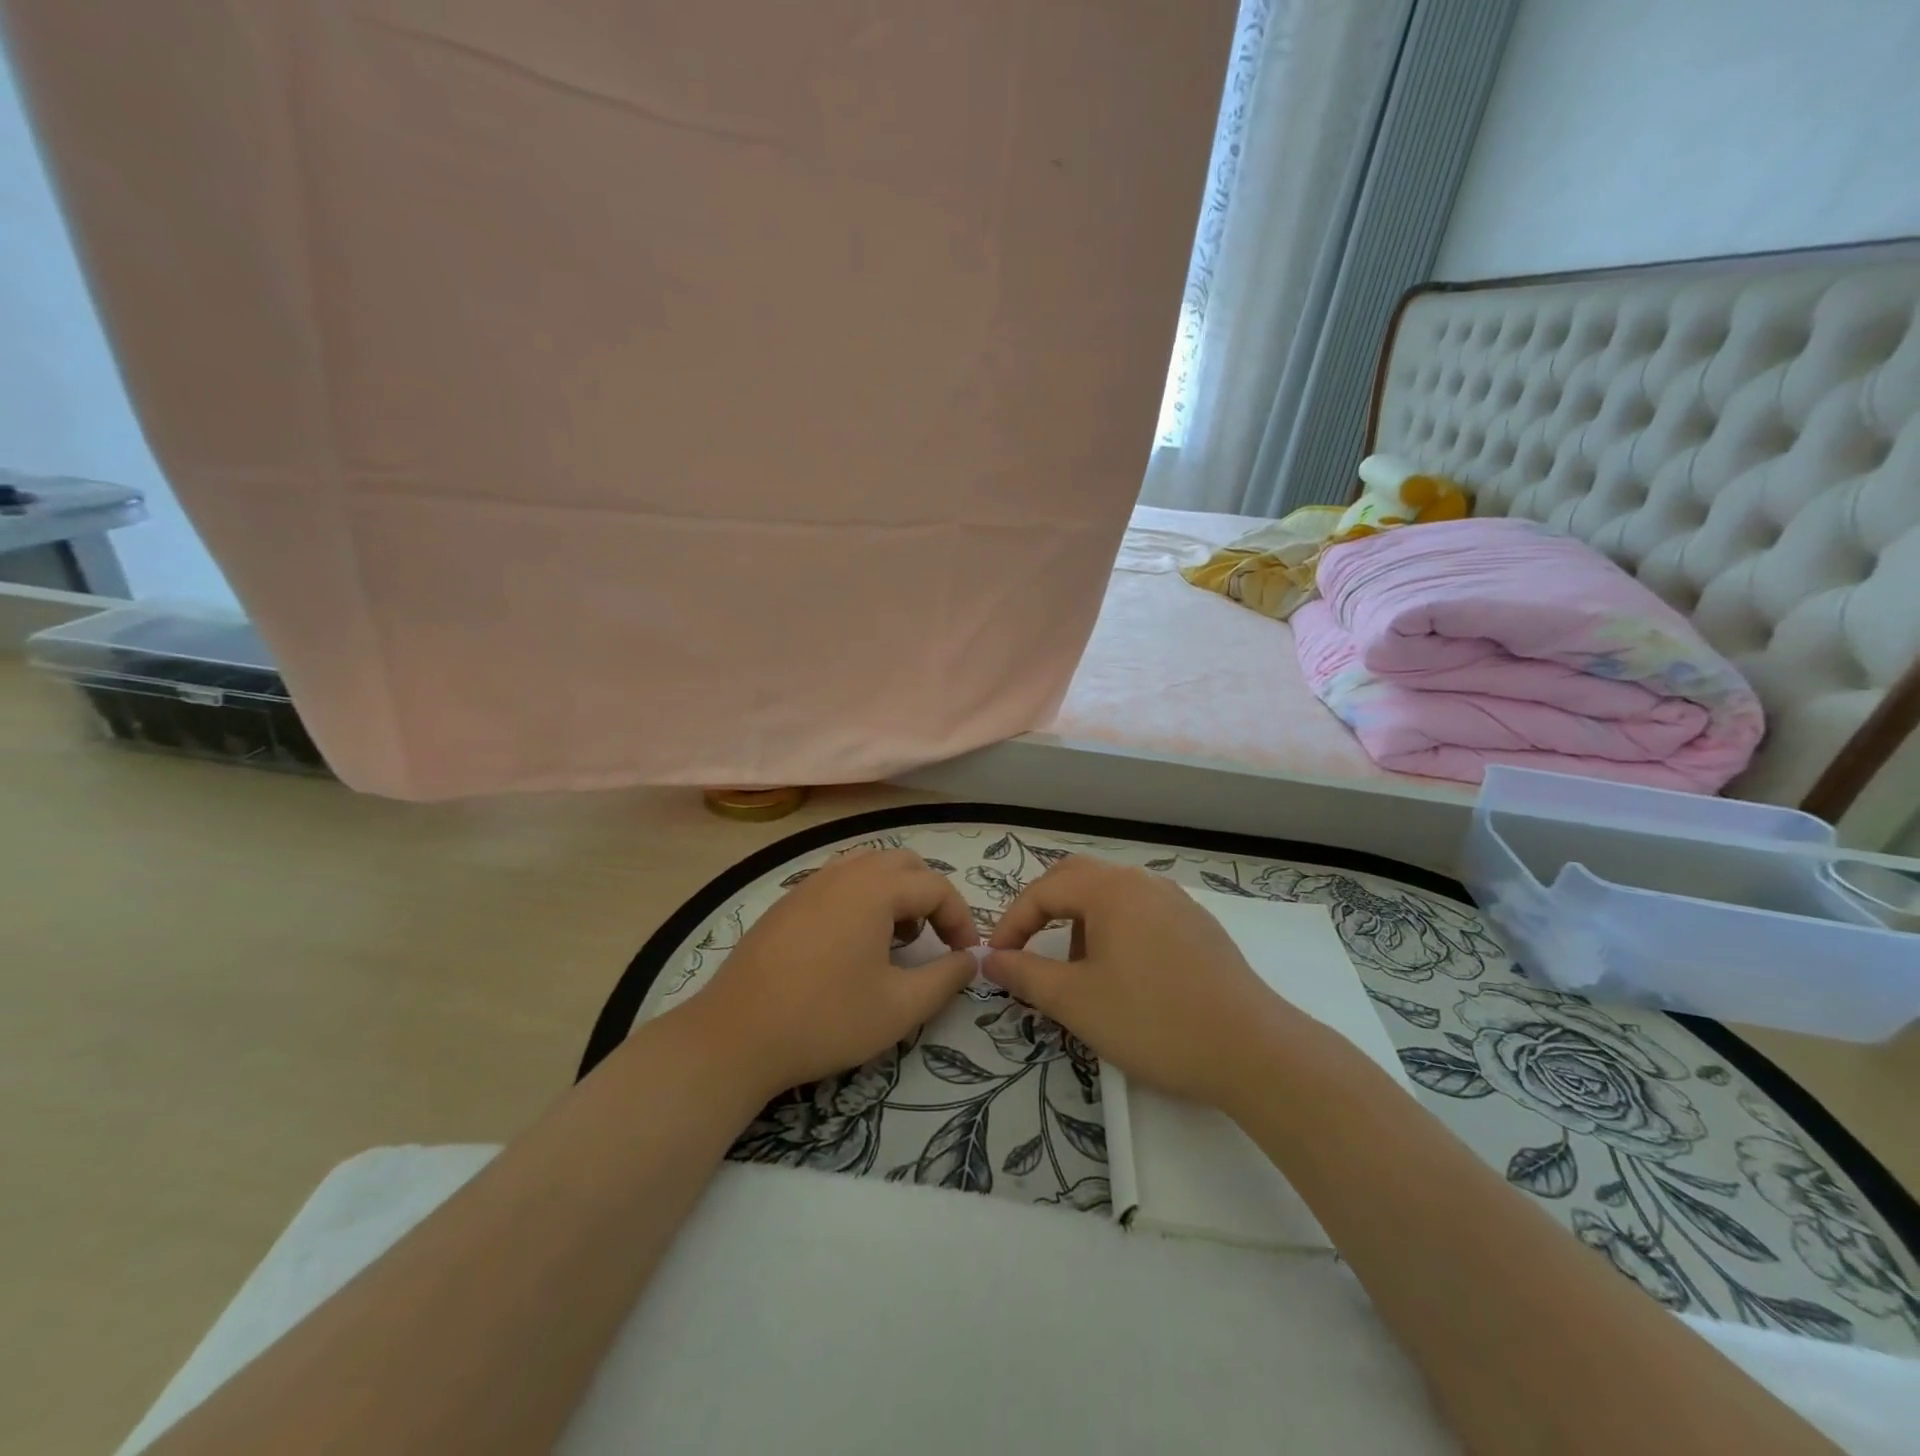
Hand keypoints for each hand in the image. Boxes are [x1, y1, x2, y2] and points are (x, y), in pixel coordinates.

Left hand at [682, 848, 978, 1098]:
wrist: (735, 1035)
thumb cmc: (825, 1020)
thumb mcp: (899, 1008)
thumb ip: (945, 979)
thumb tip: (969, 959)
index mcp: (875, 889)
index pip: (935, 887)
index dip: (960, 918)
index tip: (965, 956)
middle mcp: (844, 873)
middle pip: (904, 864)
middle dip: (929, 896)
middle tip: (933, 940)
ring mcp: (810, 883)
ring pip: (868, 866)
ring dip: (895, 893)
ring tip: (895, 939)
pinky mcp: (787, 901)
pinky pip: (839, 880)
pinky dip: (862, 897)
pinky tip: (853, 943)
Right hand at [985, 856, 1302, 1108]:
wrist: (1253, 1050)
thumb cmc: (1153, 1020)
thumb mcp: (1076, 1001)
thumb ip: (1026, 974)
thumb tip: (991, 959)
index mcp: (1111, 889)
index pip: (1044, 890)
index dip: (1012, 922)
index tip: (997, 959)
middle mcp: (1143, 882)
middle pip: (1078, 878)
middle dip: (1044, 909)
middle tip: (1026, 946)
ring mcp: (1176, 901)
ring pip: (1112, 894)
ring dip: (1080, 921)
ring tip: (1076, 969)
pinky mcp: (1199, 925)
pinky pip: (1142, 911)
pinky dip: (1115, 930)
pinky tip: (1124, 974)